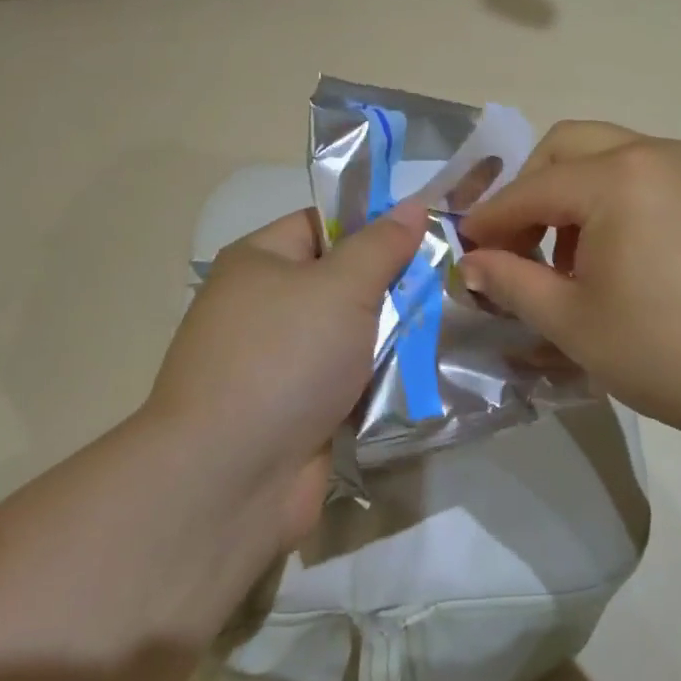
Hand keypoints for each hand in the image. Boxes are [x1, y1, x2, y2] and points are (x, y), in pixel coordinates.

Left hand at [144, 202, 428, 548]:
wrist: (231, 477)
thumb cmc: (284, 357)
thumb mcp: (340, 287)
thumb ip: (381, 246)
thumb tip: (411, 204)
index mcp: (259, 263)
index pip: (322, 225)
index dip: (373, 225)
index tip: (427, 234)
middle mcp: (263, 307)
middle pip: (340, 282)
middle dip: (392, 286)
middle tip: (448, 284)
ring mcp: (278, 363)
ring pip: (349, 335)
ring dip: (393, 337)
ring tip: (448, 328)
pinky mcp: (297, 410)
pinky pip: (347, 381)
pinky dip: (379, 380)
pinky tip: (426, 375)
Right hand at [459, 122, 680, 449]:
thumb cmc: (662, 351)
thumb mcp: (571, 321)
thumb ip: (510, 281)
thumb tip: (471, 264)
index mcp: (618, 178)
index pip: (532, 188)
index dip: (491, 218)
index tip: (464, 247)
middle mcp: (656, 154)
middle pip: (567, 147)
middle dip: (530, 189)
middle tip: (515, 243)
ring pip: (607, 157)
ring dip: (571, 195)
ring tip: (565, 260)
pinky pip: (644, 176)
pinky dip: (611, 200)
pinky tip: (613, 256)